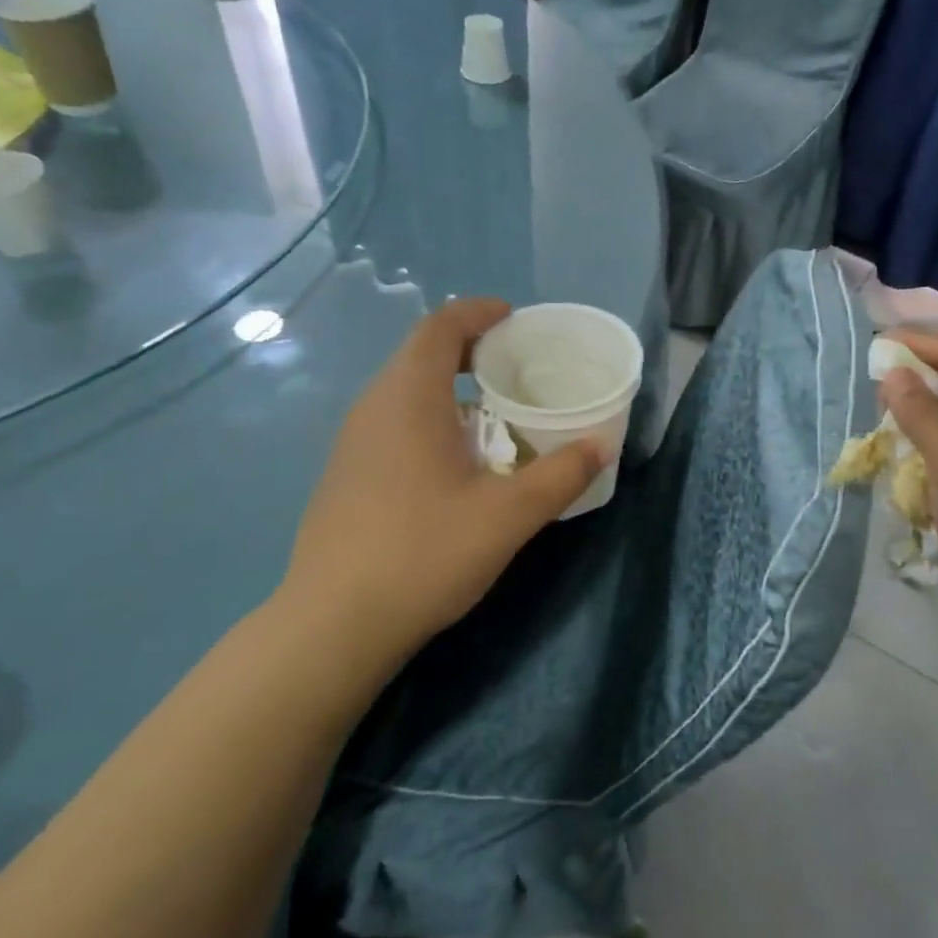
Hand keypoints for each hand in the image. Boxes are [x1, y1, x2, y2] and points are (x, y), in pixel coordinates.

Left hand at [278, 299, 606, 656]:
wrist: (334, 625)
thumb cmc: (423, 553)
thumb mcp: (508, 515)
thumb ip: (561, 474)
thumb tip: (603, 444)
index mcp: (408, 398)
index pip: (439, 327)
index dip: (478, 313)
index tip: (515, 319)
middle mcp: (373, 408)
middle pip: (421, 354)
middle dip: (471, 349)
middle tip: (519, 366)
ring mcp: (353, 442)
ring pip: (406, 391)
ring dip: (451, 386)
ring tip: (498, 409)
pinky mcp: (347, 475)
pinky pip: (395, 422)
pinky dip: (432, 417)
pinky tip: (459, 460)